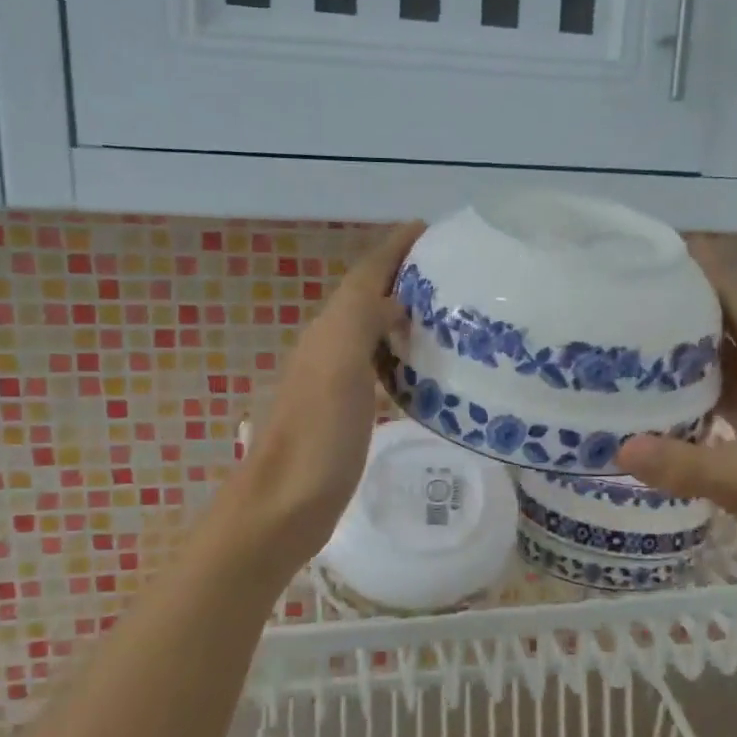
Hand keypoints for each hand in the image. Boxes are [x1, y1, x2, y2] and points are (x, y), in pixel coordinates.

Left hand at [231, 222, 424, 558]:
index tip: (430, 228)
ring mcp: (336, 382)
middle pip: (369, 297)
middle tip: (453, 271)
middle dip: (404, 276)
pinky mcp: (346, 412)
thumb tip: (398, 296)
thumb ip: (363, 319)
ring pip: (373, 331)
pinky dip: (402, 355)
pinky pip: (379, 367)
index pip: (365, 275)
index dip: (394, 249)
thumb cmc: (316, 437)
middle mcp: (329, 347)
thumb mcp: (339, 367)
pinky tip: (424, 368)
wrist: (283, 507)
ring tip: (449, 312)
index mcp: (330, 330)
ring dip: (405, 314)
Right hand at [617, 240, 736, 565]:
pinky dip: (693, 374)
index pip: (736, 296)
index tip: (659, 246)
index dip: (703, 267)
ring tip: (633, 322)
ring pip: (722, 349)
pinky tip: (657, 379)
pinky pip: (722, 380)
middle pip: (725, 316)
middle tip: (628, 284)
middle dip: (683, 298)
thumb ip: (682, 464)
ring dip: (686, 336)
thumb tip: (620, 448)